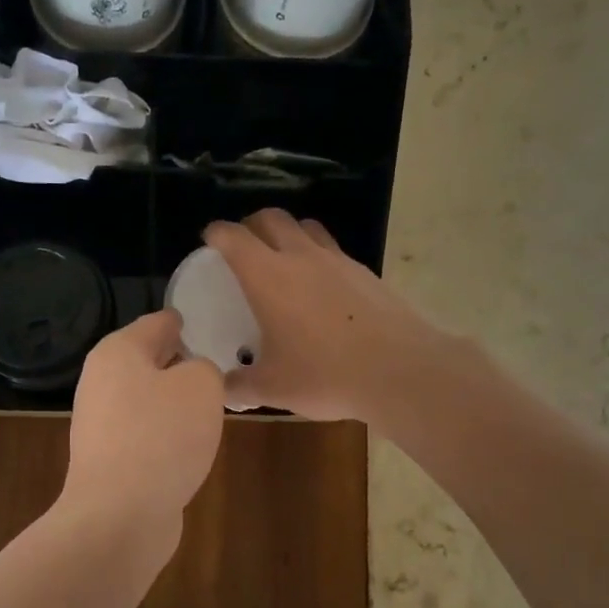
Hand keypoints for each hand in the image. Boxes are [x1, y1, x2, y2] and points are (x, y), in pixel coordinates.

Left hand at [62, 310, 225, 547]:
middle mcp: (102, 383)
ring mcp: (101, 425)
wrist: (120, 515)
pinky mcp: (109, 461)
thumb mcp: (201, 386)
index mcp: (118, 353)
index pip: (156, 323)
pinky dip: (167, 434)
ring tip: (211, 403)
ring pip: (147, 400)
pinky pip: (146, 434)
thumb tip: (194, 377)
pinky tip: (191, 443)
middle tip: (217, 361)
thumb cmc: (161, 436)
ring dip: (175, 401)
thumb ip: (204, 369)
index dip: (183, 321)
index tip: (206, 322)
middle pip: (148, 362)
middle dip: (179, 362)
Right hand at [204, 210, 450, 424]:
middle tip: (244, 248)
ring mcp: (338, 261)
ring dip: (288, 234)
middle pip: (272, 218)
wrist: (398, 371)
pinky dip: (318, 257)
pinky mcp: (366, 273)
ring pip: (307, 228)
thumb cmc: (324, 375)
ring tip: (283, 260)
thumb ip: (240, 386)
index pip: (233, 237)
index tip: (209, 242)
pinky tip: (321, 288)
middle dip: (251, 225)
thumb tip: (223, 389)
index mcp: (268, 277)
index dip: (216, 234)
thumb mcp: (272, 388)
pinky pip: (333, 251)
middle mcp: (301, 257)